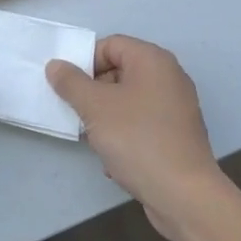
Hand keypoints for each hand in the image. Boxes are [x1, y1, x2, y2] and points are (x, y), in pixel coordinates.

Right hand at [47, 35, 234, 240]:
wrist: (183, 195)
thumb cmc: (137, 139)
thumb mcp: (94, 107)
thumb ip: (71, 82)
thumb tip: (56, 65)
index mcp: (153, 60)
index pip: (110, 45)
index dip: (85, 62)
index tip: (69, 87)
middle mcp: (169, 78)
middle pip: (119, 72)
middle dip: (93, 92)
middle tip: (78, 113)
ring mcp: (176, 108)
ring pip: (128, 101)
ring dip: (105, 118)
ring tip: (95, 140)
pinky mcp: (177, 135)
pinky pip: (141, 124)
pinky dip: (125, 135)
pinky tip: (115, 160)